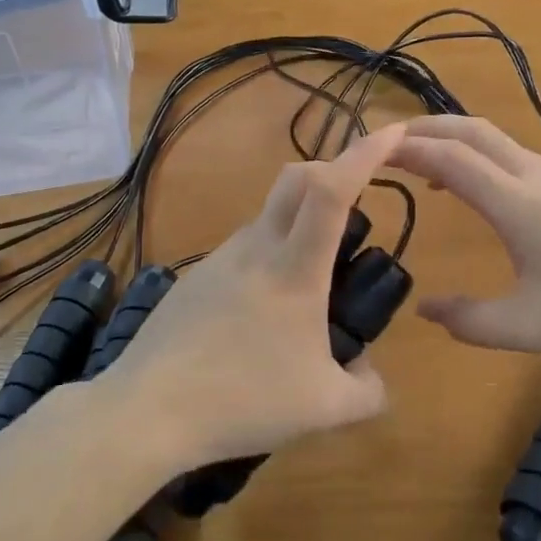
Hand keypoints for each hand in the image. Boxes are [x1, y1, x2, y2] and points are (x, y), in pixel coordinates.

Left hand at [110, 123, 409, 470]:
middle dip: (333, 169)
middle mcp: (256, 248)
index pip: (333, 190)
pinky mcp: (195, 277)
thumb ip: (367, 391)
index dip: (365, 152)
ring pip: (268, 216)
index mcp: (295, 270)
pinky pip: (243, 249)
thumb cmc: (243, 401)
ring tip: (312, 284)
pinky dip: (268, 256)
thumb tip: (371, 375)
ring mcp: (220, 258)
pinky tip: (262, 314)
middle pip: (297, 178)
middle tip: (358, 198)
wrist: (149, 409)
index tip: (392, 131)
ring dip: (299, 221)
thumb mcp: (324, 409)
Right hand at [389, 115, 540, 361]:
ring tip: (419, 162)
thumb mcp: (533, 328)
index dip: (403, 148)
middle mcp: (534, 177)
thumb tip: (425, 310)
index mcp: (516, 203)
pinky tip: (478, 192)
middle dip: (422, 128)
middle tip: (384, 142)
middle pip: (469, 131)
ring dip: (451, 140)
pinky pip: (513, 157)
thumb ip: (471, 322)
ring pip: (494, 139)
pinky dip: (478, 157)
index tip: (367, 149)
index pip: (448, 157)